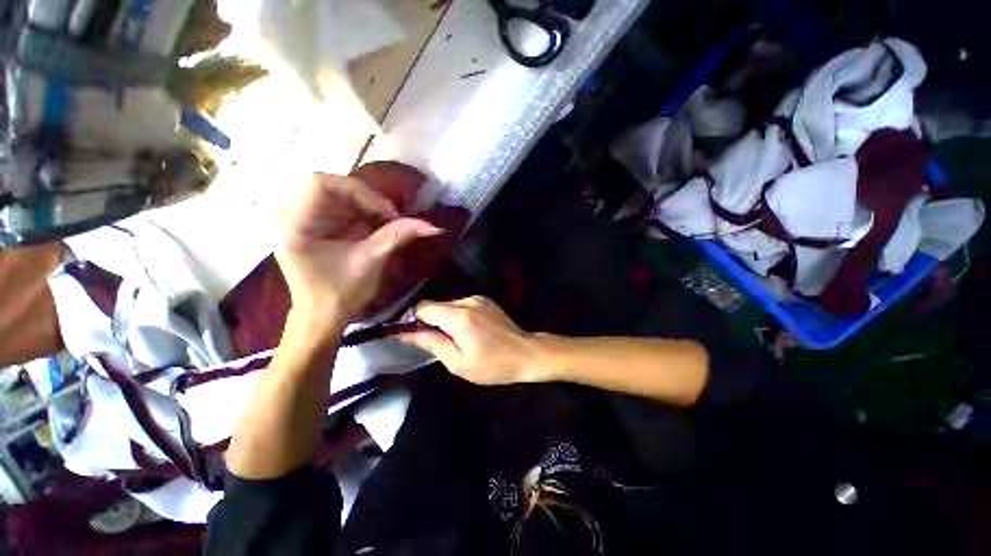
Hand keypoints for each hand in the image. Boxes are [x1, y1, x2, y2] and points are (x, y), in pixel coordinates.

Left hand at [276, 173, 439, 337]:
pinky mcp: (309, 223)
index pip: (321, 183)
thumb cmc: (341, 294)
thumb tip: (432, 226)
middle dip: (366, 200)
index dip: (360, 193)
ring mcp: (297, 217)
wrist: (322, 316)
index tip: (387, 215)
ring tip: (384, 224)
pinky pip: (337, 205)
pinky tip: (372, 227)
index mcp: (294, 225)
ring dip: (365, 206)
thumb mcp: (370, 262)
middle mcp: (288, 214)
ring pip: (336, 193)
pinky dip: (360, 212)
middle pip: (331, 185)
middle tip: (390, 219)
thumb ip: (397, 236)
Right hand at [400, 296, 543, 384]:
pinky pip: (462, 306)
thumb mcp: (458, 362)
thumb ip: (431, 343)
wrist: (526, 353)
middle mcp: (467, 301)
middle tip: (437, 343)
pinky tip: (469, 332)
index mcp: (458, 316)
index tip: (415, 336)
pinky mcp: (486, 301)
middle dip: (430, 322)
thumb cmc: (492, 364)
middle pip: (436, 305)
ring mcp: (478, 299)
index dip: (414, 320)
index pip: (423, 307)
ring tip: (456, 339)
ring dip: (445, 320)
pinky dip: (458, 317)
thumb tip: (406, 333)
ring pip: (449, 306)